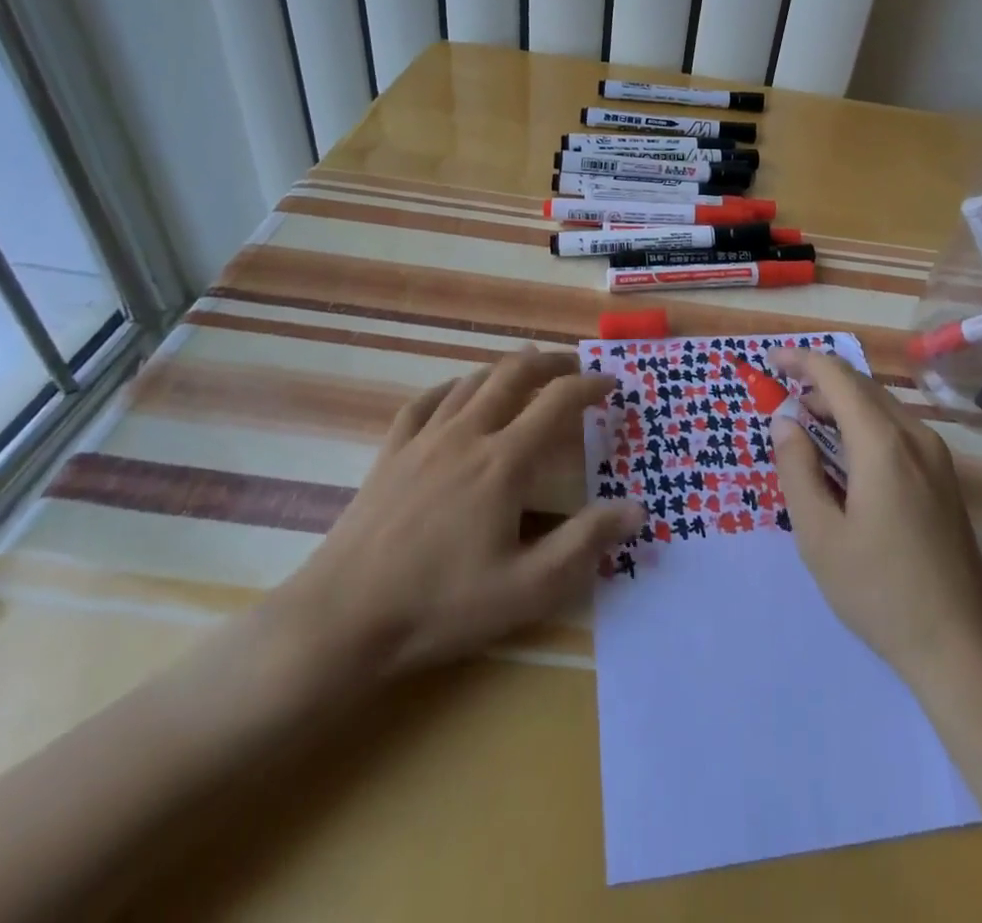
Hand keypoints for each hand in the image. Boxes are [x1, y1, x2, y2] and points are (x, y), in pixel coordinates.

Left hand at [262, 350, 642, 700]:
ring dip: (506, 368)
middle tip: (574, 364)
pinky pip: (425, 402)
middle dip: (550, 362)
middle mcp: (467, 434)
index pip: (558, 402)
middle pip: (514, 374)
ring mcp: (424, 440)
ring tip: (527, 369)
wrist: (343, 619)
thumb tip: (637, 508)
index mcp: (504, 461)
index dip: (590, 385)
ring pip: (472, 381)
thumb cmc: (441, 605)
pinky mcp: (391, 453)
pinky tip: (458, 392)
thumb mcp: (527, 588)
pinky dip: (452, 387)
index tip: (611, 383)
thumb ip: (585, 543)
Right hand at [769, 348, 981, 693]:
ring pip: (881, 405)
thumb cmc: (879, 591)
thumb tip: (784, 420)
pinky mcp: (944, 476)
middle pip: (861, 385)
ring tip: (805, 424)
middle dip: (818, 381)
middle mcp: (915, 436)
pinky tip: (844, 453)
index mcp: (883, 444)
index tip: (769, 360)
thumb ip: (796, 469)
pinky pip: (896, 428)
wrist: (960, 645)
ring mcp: (936, 456)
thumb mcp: (819, 535)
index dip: (801, 360)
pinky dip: (863, 423)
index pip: (837, 377)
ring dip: (840, 402)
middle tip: (780, 397)